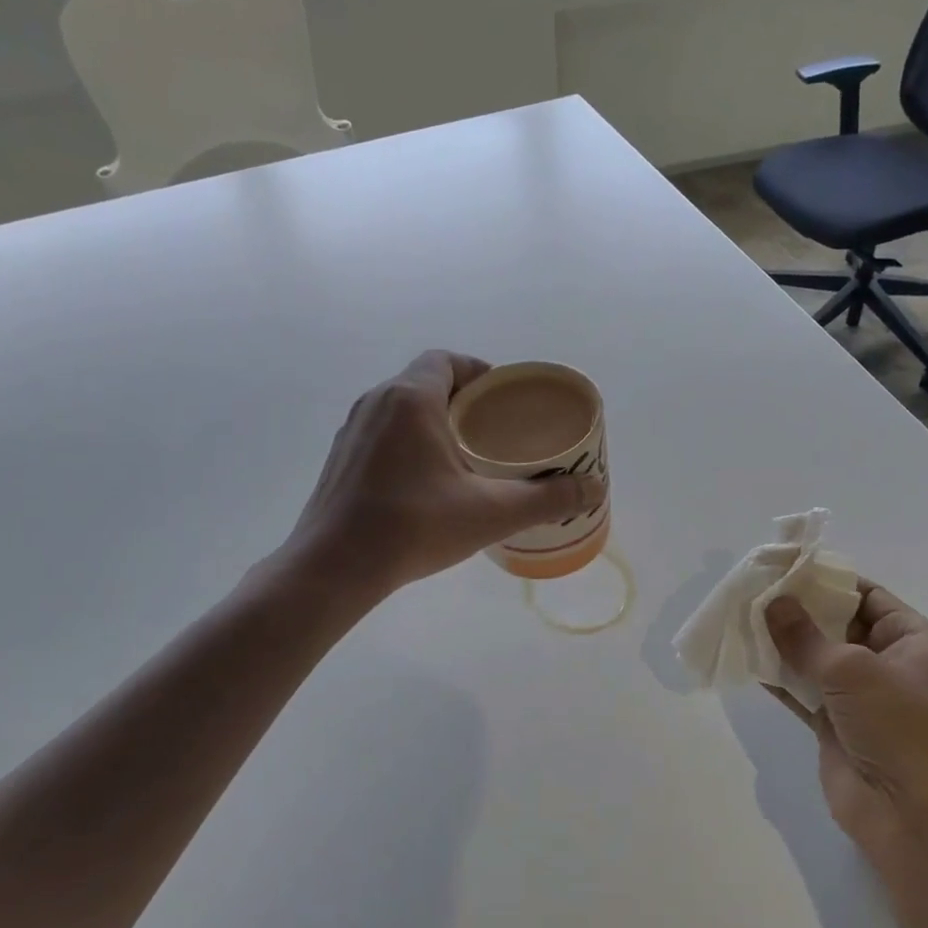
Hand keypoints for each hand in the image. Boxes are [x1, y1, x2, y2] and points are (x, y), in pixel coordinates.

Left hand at [290, 351, 604, 594]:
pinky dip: (408, 443)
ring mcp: (352, 431)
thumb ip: (546, 498)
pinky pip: (382, 434)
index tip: (503, 399)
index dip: (479, 372)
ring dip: (433, 421)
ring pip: (401, 409)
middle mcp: (376, 403)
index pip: (447, 360)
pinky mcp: (340, 459)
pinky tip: (426, 482)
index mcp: (410, 398)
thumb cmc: (414, 527)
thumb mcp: (490, 513)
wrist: (334, 567)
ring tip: (465, 456)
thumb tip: (594, 489)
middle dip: (462, 400)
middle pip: (426, 382)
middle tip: (494, 431)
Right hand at [765, 585, 927, 858]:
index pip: (868, 597)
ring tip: (739, 617)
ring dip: (781, 642)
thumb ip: (806, 636)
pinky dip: (776, 678)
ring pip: (815, 660)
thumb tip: (772, 602)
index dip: (828, 580)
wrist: (919, 820)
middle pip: (838, 626)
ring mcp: (862, 701)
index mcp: (916, 643)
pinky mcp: (836, 729)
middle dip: (798, 610)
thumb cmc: (903, 727)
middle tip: (752, 589)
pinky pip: (802, 692)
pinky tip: (745, 658)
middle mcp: (891, 667)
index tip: (784, 567)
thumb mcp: (854, 670)